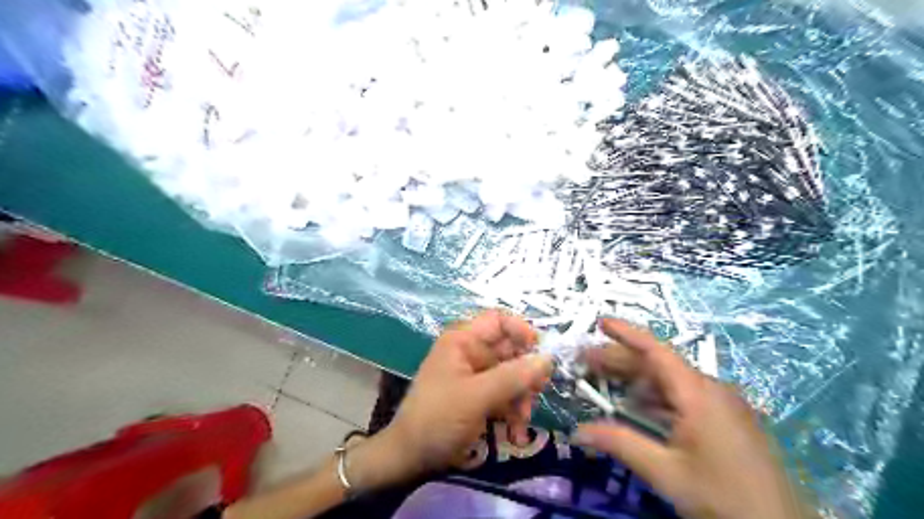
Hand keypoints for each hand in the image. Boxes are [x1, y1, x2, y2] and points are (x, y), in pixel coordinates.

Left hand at [382, 313, 546, 478]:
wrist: (410, 458)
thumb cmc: (438, 418)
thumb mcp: (477, 396)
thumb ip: (513, 376)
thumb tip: (548, 359)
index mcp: (462, 341)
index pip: (498, 321)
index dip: (521, 331)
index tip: (542, 353)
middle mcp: (469, 353)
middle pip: (509, 350)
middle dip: (525, 373)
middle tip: (537, 393)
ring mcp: (474, 376)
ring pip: (510, 376)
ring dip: (521, 398)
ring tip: (521, 423)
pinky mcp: (477, 398)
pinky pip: (503, 396)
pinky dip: (512, 412)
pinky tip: (514, 434)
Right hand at [571, 318, 801, 517]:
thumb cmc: (723, 497)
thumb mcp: (666, 472)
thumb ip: (620, 444)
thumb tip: (577, 432)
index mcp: (698, 394)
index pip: (657, 351)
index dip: (627, 333)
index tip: (601, 322)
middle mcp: (711, 390)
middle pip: (659, 364)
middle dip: (621, 359)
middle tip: (587, 360)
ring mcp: (722, 405)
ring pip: (671, 381)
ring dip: (636, 379)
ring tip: (605, 381)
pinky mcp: (727, 420)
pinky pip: (684, 397)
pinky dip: (656, 397)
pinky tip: (638, 406)